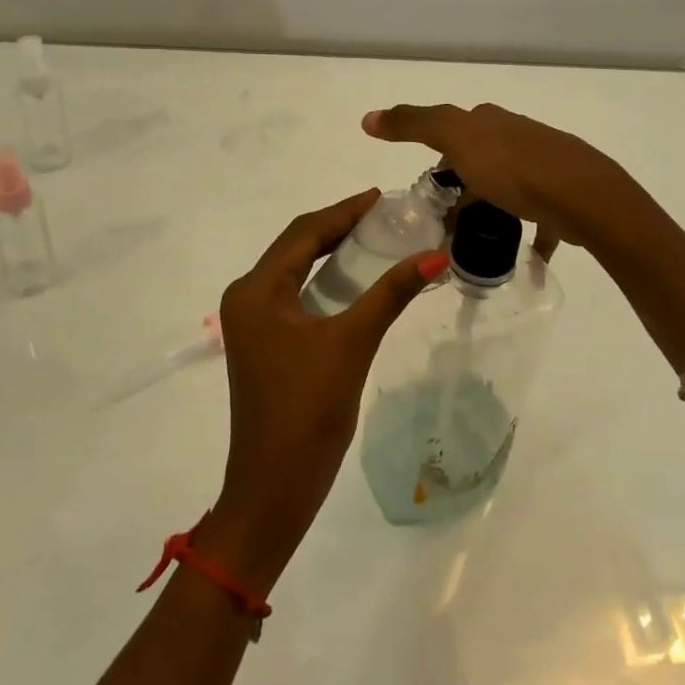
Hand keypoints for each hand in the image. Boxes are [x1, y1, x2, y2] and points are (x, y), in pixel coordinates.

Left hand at [200, 190, 447, 593]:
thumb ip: (392, 294)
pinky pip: (296, 295)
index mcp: (257, 290)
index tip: (382, 196)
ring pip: (296, 270)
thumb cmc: (307, 410)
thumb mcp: (352, 343)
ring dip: (333, 252)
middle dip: (339, 227)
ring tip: (377, 237)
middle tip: (385, 214)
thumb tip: (437, 255)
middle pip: (297, 246)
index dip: (344, 210)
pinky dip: (326, 281)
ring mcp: (253, 322)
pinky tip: (357, 279)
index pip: (304, 232)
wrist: (274, 488)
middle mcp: (248, 297)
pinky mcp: (265, 343)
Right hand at [360, 103, 631, 257]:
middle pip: (479, 161)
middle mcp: (517, 136)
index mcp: (490, 121)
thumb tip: (367, 117)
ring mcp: (543, 166)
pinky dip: (526, 234)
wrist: (583, 196)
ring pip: (507, 188)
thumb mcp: (455, 137)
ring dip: (489, 211)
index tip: (428, 195)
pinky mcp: (562, 196)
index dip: (436, 161)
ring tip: (475, 243)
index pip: (452, 134)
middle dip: (462, 190)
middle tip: (446, 225)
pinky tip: (521, 256)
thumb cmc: (513, 167)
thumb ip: (412, 124)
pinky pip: (538, 218)